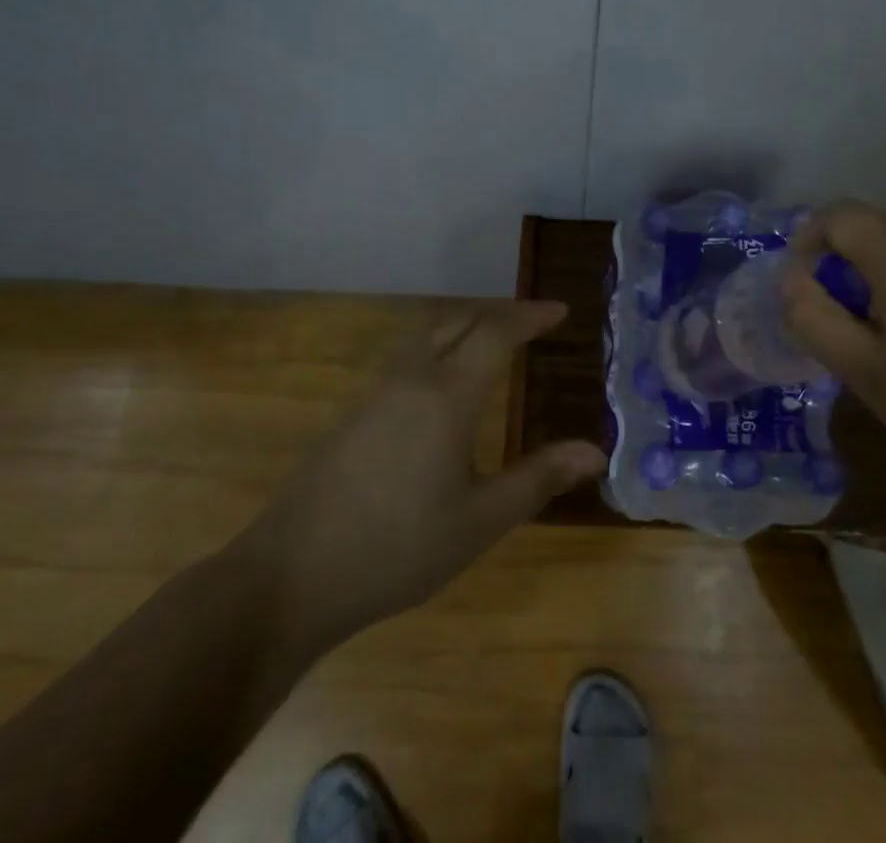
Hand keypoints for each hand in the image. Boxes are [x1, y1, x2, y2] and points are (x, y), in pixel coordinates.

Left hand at [235, 301, 604, 652]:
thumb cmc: (397, 549)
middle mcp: (411, 378)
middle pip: (459, 321)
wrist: (290, 576)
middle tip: (533, 321)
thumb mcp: (480, 521)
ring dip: (466, 326)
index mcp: (447, 395)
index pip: (496, 333)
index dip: (531, 317)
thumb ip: (538, 479)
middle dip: (500, 313)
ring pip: (427, 335)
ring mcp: (376, 393)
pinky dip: (439, 347)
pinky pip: (407, 358)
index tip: (561, 310)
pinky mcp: (353, 413)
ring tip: (494, 342)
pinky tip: (443, 384)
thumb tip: (595, 452)